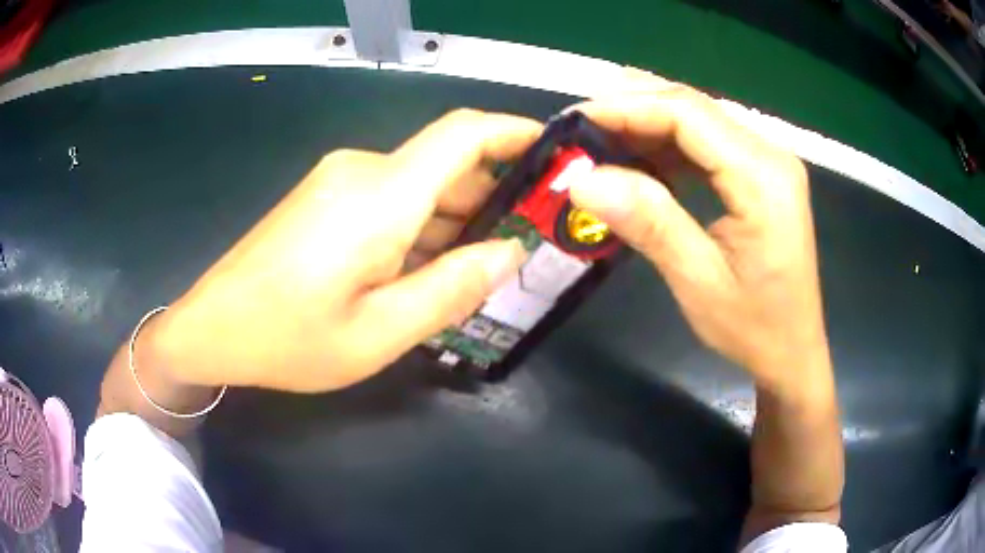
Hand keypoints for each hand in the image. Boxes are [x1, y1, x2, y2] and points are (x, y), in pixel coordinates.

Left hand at [150, 109, 537, 392]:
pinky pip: (389, 201)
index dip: (515, 132)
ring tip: (477, 275)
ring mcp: (339, 180)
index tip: (555, 153)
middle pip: (446, 166)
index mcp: (382, 194)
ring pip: (418, 187)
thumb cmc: (290, 338)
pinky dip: (419, 229)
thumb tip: (509, 250)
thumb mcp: (380, 332)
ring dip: (453, 222)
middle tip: (524, 250)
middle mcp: (363, 170)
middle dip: (491, 201)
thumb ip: (452, 288)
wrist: (212, 327)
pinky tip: (422, 273)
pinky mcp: (324, 198)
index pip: (464, 133)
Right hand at [569, 84, 829, 394]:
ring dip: (645, 126)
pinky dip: (667, 145)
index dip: (626, 108)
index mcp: (763, 177)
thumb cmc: (754, 327)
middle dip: (631, 109)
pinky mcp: (759, 172)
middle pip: (692, 107)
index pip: (688, 114)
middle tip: (577, 130)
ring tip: (598, 144)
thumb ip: (649, 223)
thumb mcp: (699, 282)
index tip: (572, 122)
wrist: (792, 350)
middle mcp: (770, 153)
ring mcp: (767, 160)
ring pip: (697, 119)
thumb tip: (583, 180)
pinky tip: (638, 162)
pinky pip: (706, 142)